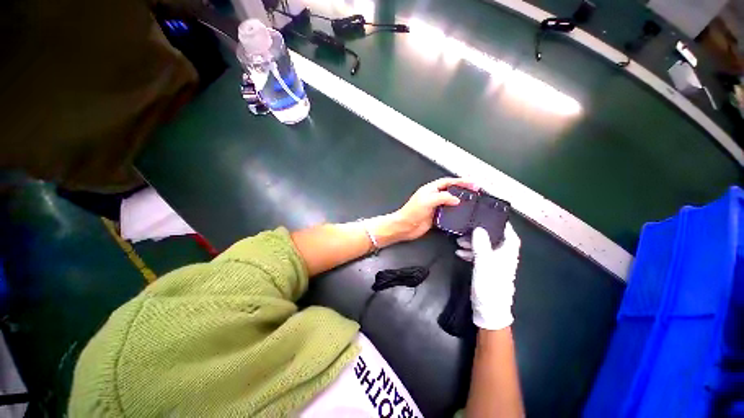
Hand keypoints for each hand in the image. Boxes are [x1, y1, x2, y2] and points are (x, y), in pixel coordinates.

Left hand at [385, 178, 477, 242]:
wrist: (405, 226)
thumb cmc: (411, 212)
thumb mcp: (427, 201)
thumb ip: (443, 198)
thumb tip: (456, 199)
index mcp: (430, 189)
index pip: (448, 182)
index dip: (460, 181)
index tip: (472, 183)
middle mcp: (433, 197)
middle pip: (451, 191)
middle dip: (463, 190)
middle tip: (475, 192)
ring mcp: (435, 207)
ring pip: (450, 202)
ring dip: (460, 202)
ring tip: (472, 203)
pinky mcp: (436, 217)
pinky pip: (448, 214)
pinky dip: (455, 214)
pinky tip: (461, 215)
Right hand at [456, 223, 520, 329]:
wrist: (489, 309)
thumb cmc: (490, 285)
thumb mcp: (484, 262)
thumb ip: (481, 245)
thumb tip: (479, 228)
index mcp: (507, 253)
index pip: (509, 234)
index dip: (501, 224)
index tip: (489, 216)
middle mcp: (503, 256)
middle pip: (494, 238)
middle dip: (480, 233)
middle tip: (467, 228)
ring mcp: (494, 263)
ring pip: (484, 247)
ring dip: (472, 243)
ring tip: (458, 241)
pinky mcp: (486, 269)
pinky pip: (478, 256)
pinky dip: (470, 252)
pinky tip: (459, 252)